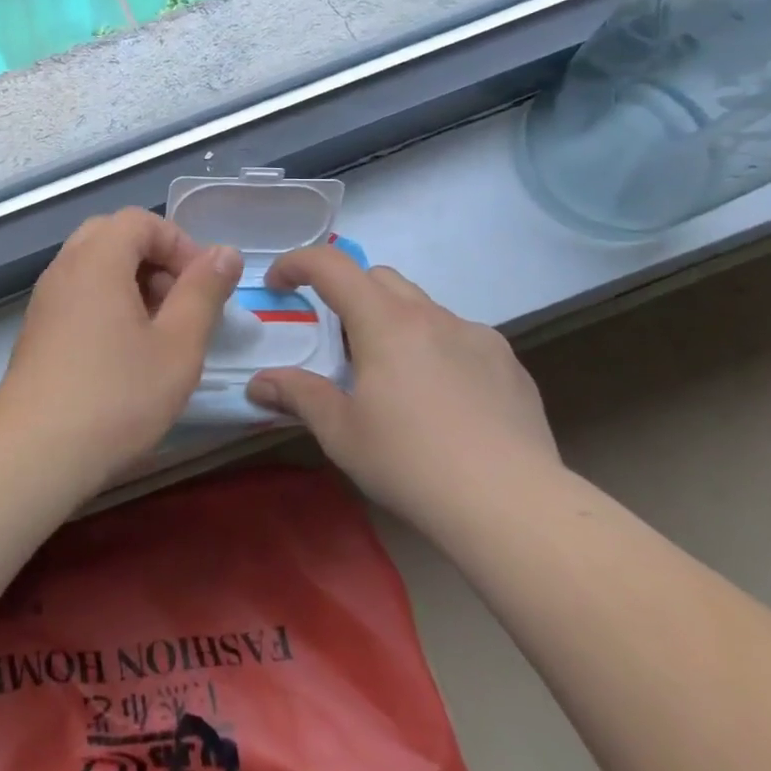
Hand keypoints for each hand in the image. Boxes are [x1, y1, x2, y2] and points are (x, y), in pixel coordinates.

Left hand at [0, 209, 242, 474]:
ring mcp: (45, 300)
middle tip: (180, 303)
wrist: (34, 453)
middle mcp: (65, 268)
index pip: (141, 221)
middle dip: (155, 260)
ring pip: (94, 267)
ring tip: (159, 332)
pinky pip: (79, 295)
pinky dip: (108, 305)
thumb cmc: (116, 396)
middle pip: (113, 237)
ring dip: (132, 284)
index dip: (180, 244)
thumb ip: (204, 292)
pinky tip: (126, 353)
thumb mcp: (178, 345)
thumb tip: (225, 252)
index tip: (204, 286)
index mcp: (97, 259)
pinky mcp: (37, 331)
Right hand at [244, 247, 558, 523]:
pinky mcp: (508, 363)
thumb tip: (259, 384)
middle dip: (346, 293)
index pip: (332, 265)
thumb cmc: (411, 464)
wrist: (512, 506)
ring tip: (391, 377)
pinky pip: (459, 337)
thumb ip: (298, 396)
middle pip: (378, 277)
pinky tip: (440, 399)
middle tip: (336, 343)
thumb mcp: (341, 433)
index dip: (297, 264)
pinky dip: (434, 348)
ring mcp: (477, 336)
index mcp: (386, 323)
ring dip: (393, 322)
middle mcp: (432, 316)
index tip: (279, 286)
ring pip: (422, 307)